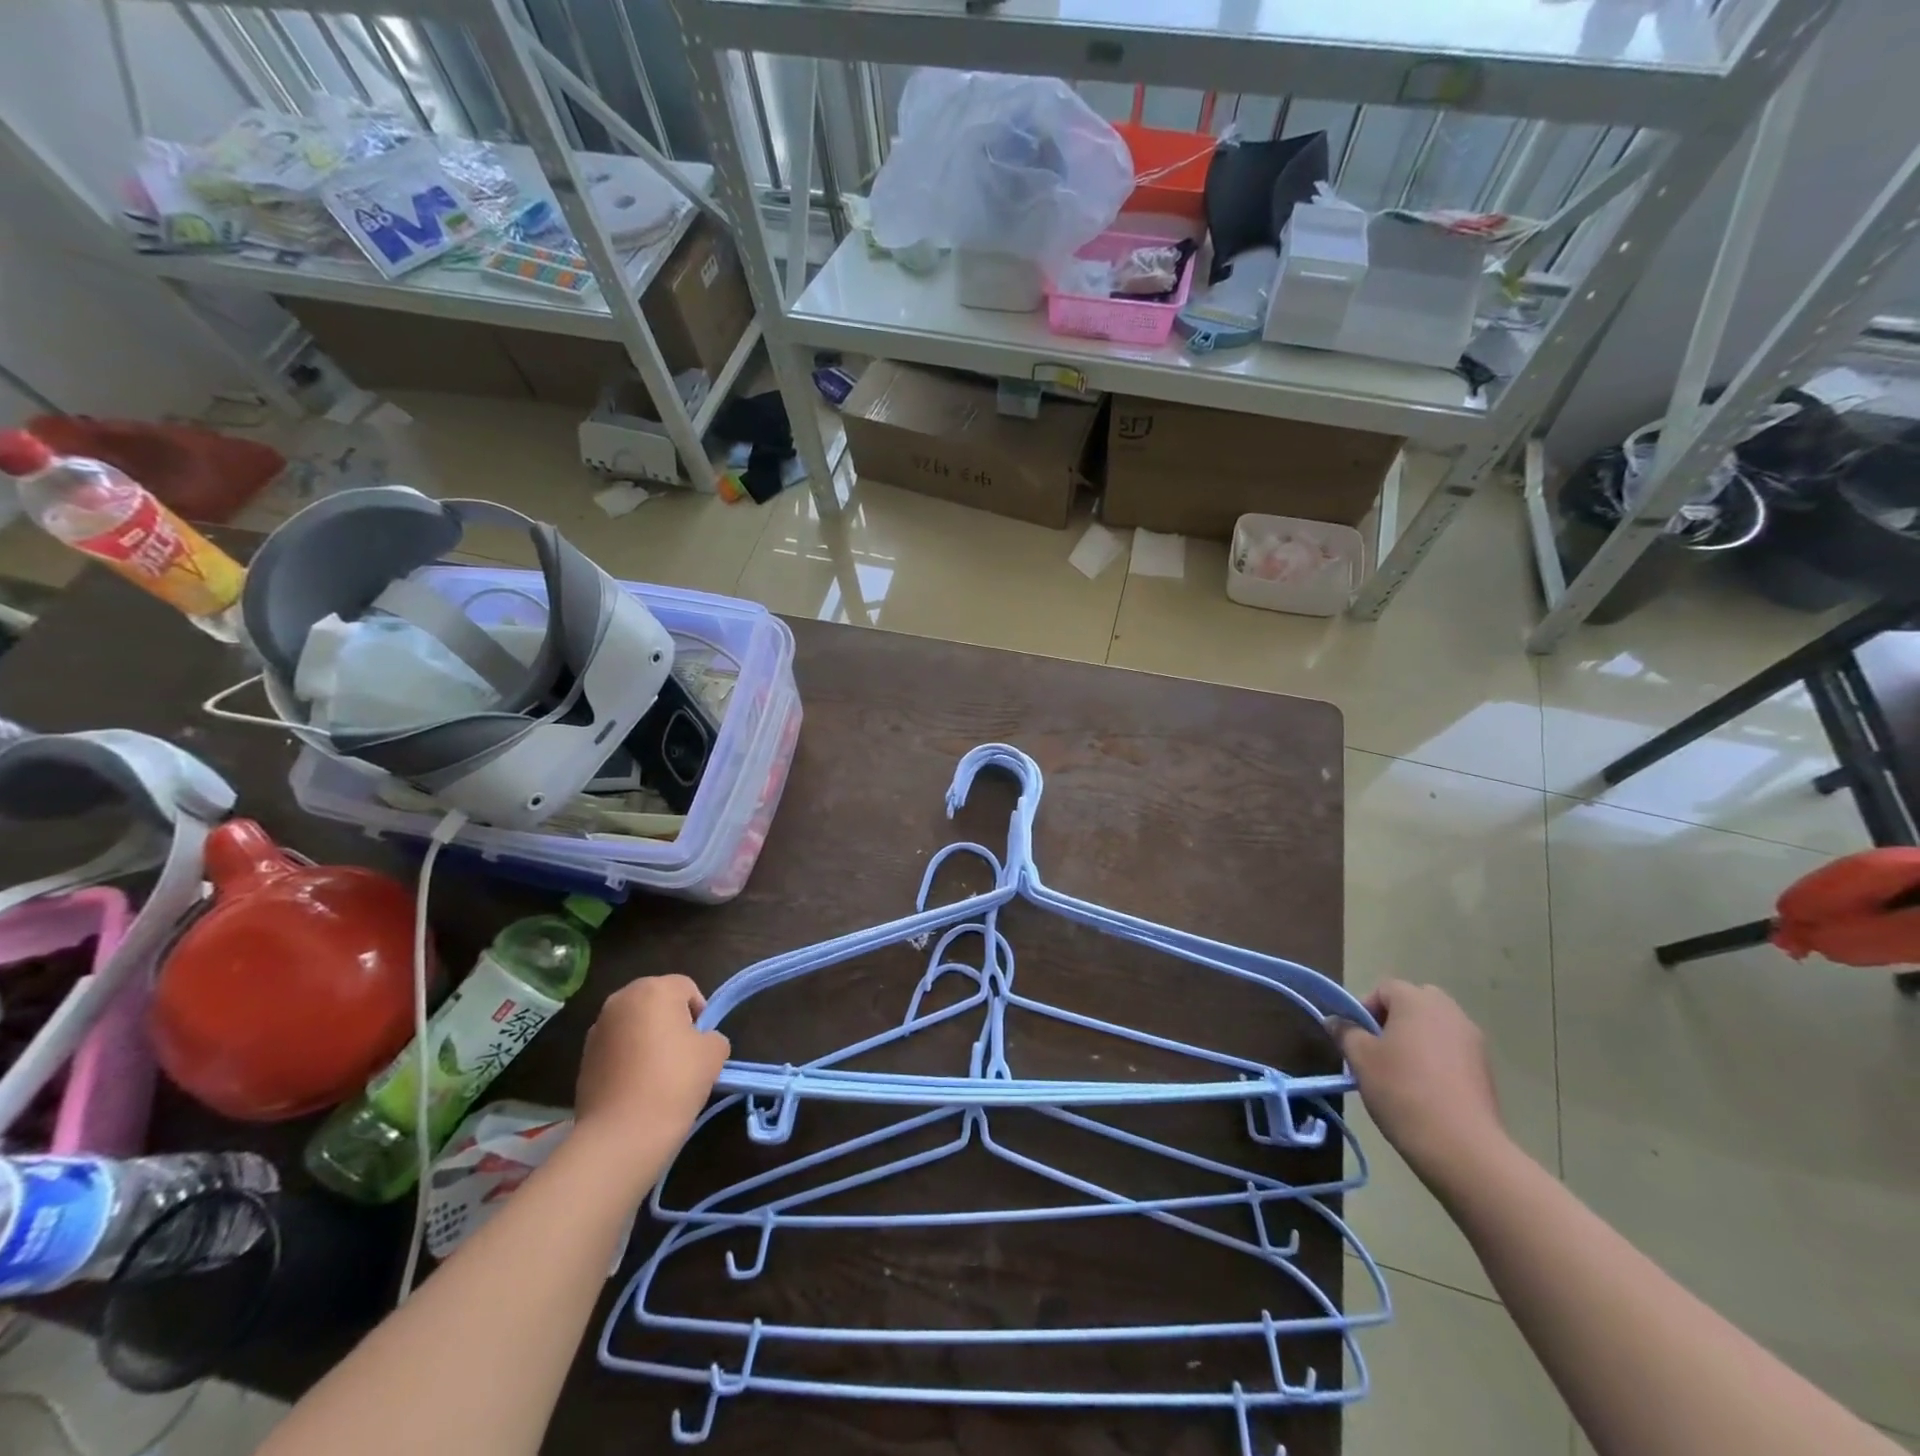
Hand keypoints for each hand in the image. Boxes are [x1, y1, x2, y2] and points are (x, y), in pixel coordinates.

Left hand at [574, 975, 729, 1170]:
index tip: (702, 1042)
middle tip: (683, 1053)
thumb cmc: (674, 1082)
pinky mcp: (583, 1057)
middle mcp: (621, 1000)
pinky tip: (636, 1086)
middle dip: (670, 1020)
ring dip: (646, 1038)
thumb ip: (713, 1036)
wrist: (621, 1135)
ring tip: (658, 1073)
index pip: (686, 988)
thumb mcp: (714, 1054)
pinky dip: (627, 1058)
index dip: (700, 1012)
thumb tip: (701, 1042)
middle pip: (655, 1000)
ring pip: (633, 1024)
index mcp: (654, 990)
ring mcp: (597, 1029)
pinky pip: (615, 1047)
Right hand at [1332, 980, 1509, 1189]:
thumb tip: (1335, 1021)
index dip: (1365, 1009)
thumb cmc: (1402, 1090)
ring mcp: (1473, 1041)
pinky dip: (1437, 1060)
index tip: (1356, 1038)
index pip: (1385, 989)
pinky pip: (1452, 1050)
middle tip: (1378, 1049)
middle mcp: (1449, 1012)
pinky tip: (1426, 1090)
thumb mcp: (1361, 1059)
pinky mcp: (1486, 1069)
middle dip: (1393, 1020)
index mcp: (1417, 1001)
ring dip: (1416, 1039)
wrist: (1461, 1147)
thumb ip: (1346, 1032)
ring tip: (1401, 1073)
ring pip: (1435, 1027)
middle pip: (1414, 1003)